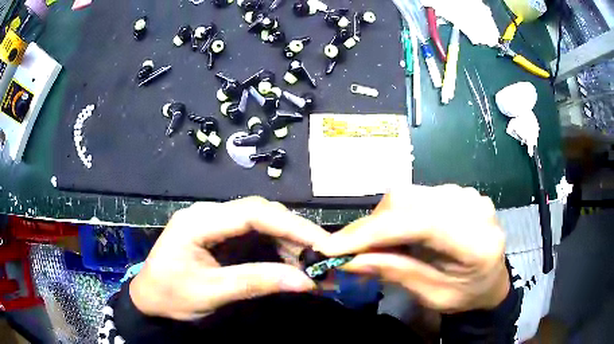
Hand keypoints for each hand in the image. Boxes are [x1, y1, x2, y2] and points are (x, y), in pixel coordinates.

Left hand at [130, 197, 329, 320]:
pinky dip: (279, 251)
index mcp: (199, 222)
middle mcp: (210, 214)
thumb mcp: (211, 293)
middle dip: (296, 235)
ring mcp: (217, 224)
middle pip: (262, 214)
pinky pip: (257, 238)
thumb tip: (305, 282)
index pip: (253, 213)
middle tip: (324, 258)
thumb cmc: (171, 296)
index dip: (291, 226)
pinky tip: (294, 266)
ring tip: (314, 266)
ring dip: (291, 245)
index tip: (323, 244)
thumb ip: (256, 283)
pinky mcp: (223, 237)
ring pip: (263, 225)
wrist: (150, 299)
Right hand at [313, 185, 508, 312]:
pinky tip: (394, 234)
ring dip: (381, 220)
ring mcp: (466, 194)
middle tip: (346, 250)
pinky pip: (415, 196)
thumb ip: (396, 273)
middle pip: (409, 201)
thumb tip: (349, 260)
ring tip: (371, 246)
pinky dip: (394, 215)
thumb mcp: (433, 295)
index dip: (374, 233)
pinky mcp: (456, 192)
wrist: (491, 279)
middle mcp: (473, 207)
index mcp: (478, 241)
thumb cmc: (466, 295)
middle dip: (370, 226)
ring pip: (408, 195)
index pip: (420, 223)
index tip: (332, 247)